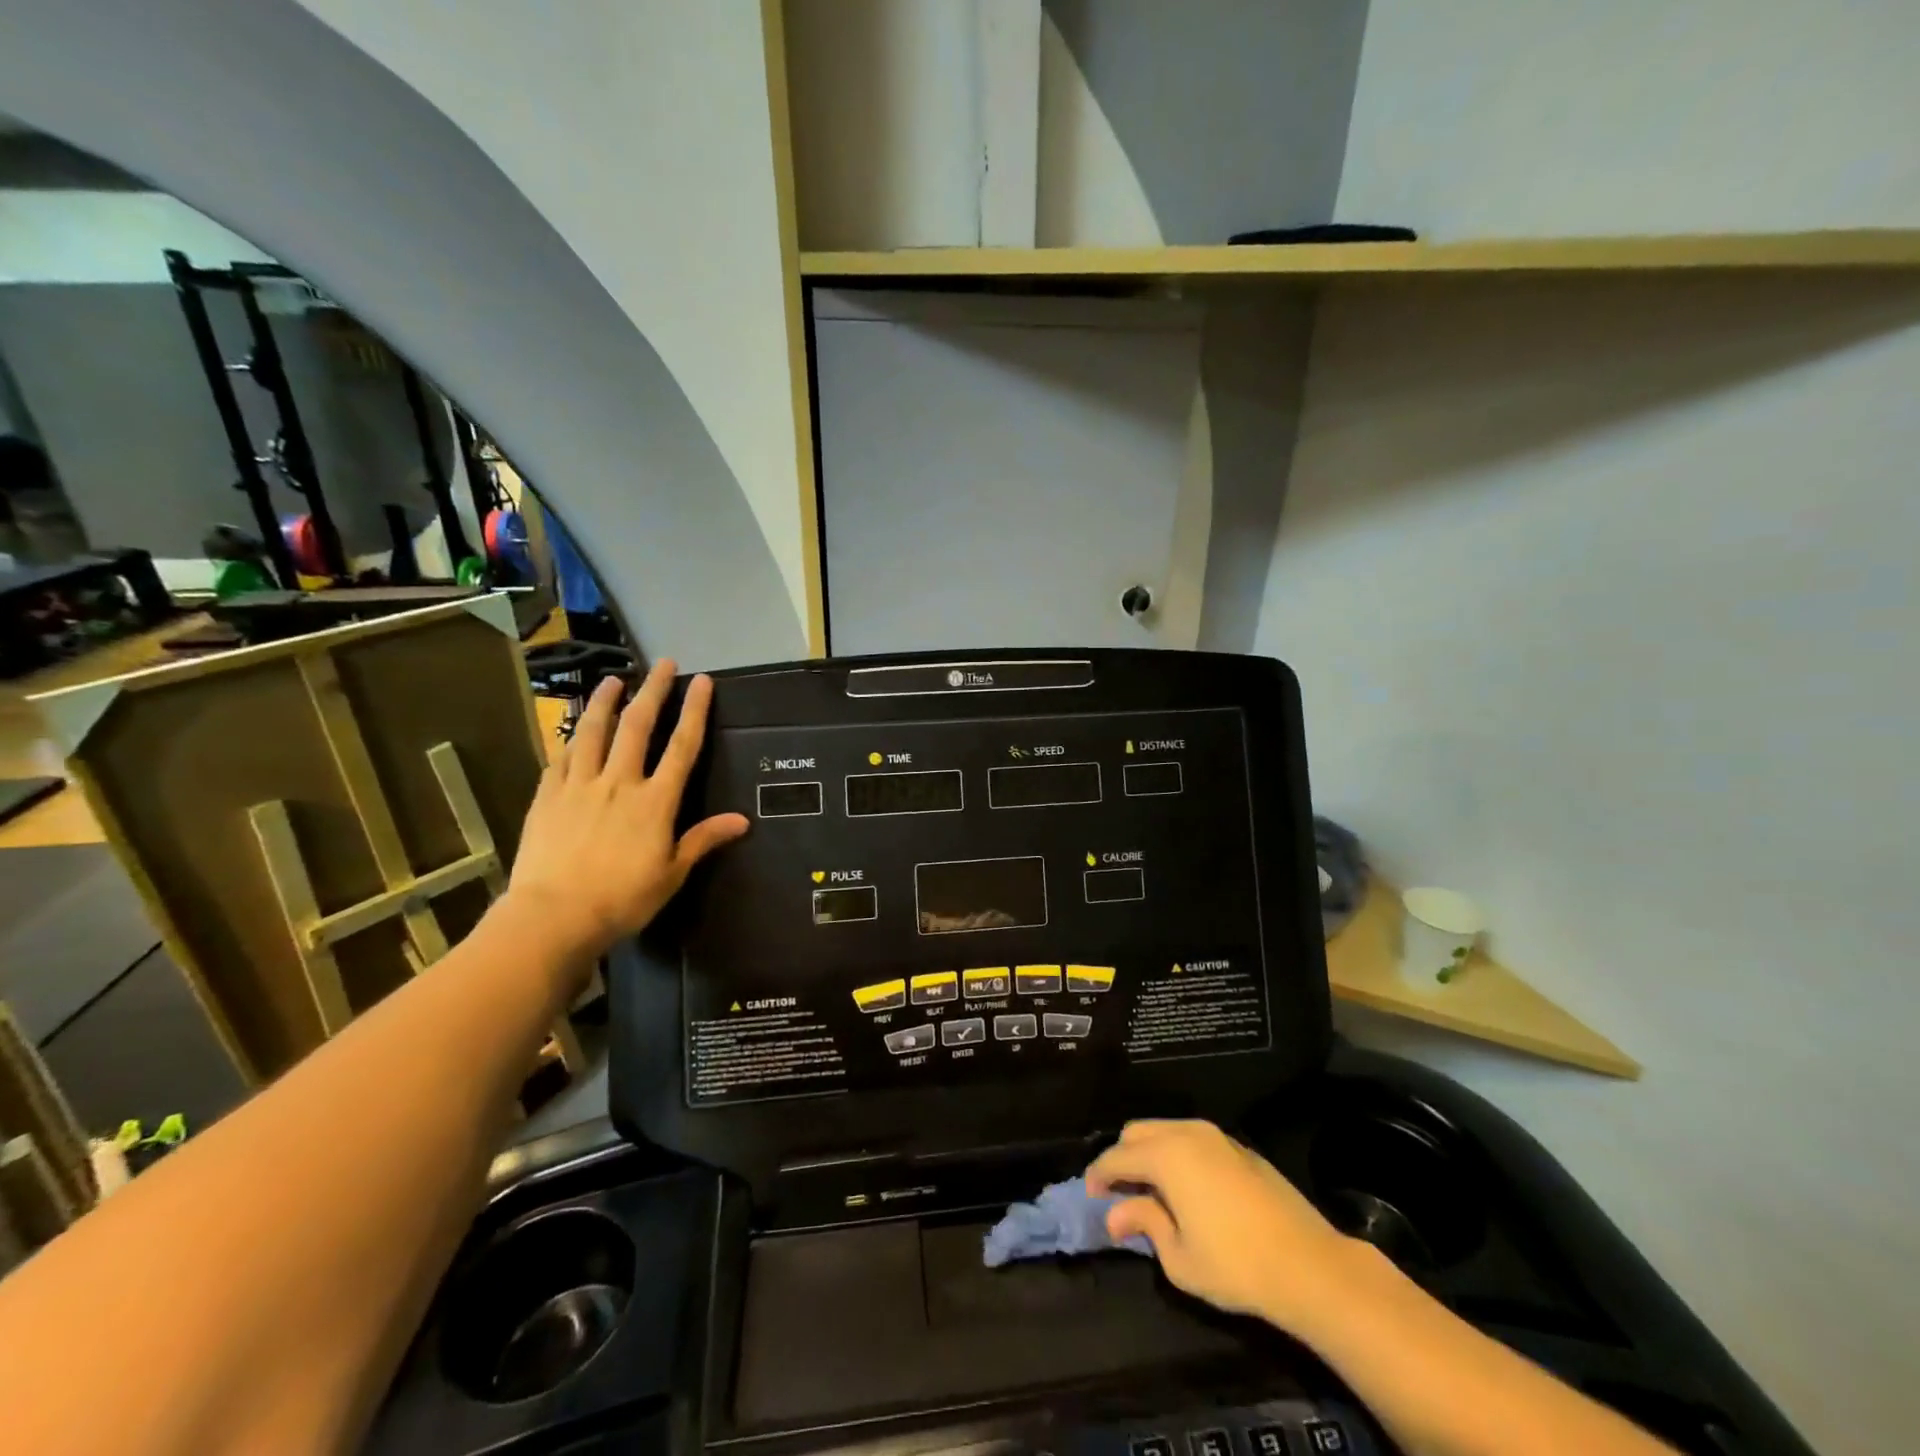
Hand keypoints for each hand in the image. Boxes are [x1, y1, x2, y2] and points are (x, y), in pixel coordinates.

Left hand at [509, 660, 747, 955]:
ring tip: (613, 680)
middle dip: (654, 691)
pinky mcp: (546, 797)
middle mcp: (619, 783)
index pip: (681, 747)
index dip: (694, 711)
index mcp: (655, 801)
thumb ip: (702, 840)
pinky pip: (560, 759)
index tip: (702, 682)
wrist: (552, 916)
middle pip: (638, 727)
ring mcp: (578, 786)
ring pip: (593, 733)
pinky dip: (570, 740)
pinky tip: (573, 731)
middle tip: (663, 664)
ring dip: (605, 702)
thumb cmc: (621, 899)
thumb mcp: (671, 874)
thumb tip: (742, 821)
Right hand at [1086, 1119, 1363, 1335]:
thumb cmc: (1236, 1265)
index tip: (1090, 1195)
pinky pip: (1192, 1139)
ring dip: (1149, 1153)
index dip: (1098, 1175)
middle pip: (1138, 1132)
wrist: (1310, 1265)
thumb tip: (1115, 1213)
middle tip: (1119, 1193)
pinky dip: (1176, 1154)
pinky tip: (1185, 1187)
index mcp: (1166, 1154)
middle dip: (1122, 1157)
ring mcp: (1216, 1136)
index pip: (1116, 1157)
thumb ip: (1144, 1224)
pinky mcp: (1239, 1147)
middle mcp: (1187, 1133)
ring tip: (1150, 1190)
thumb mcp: (1179, 1257)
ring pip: (1165, 1130)